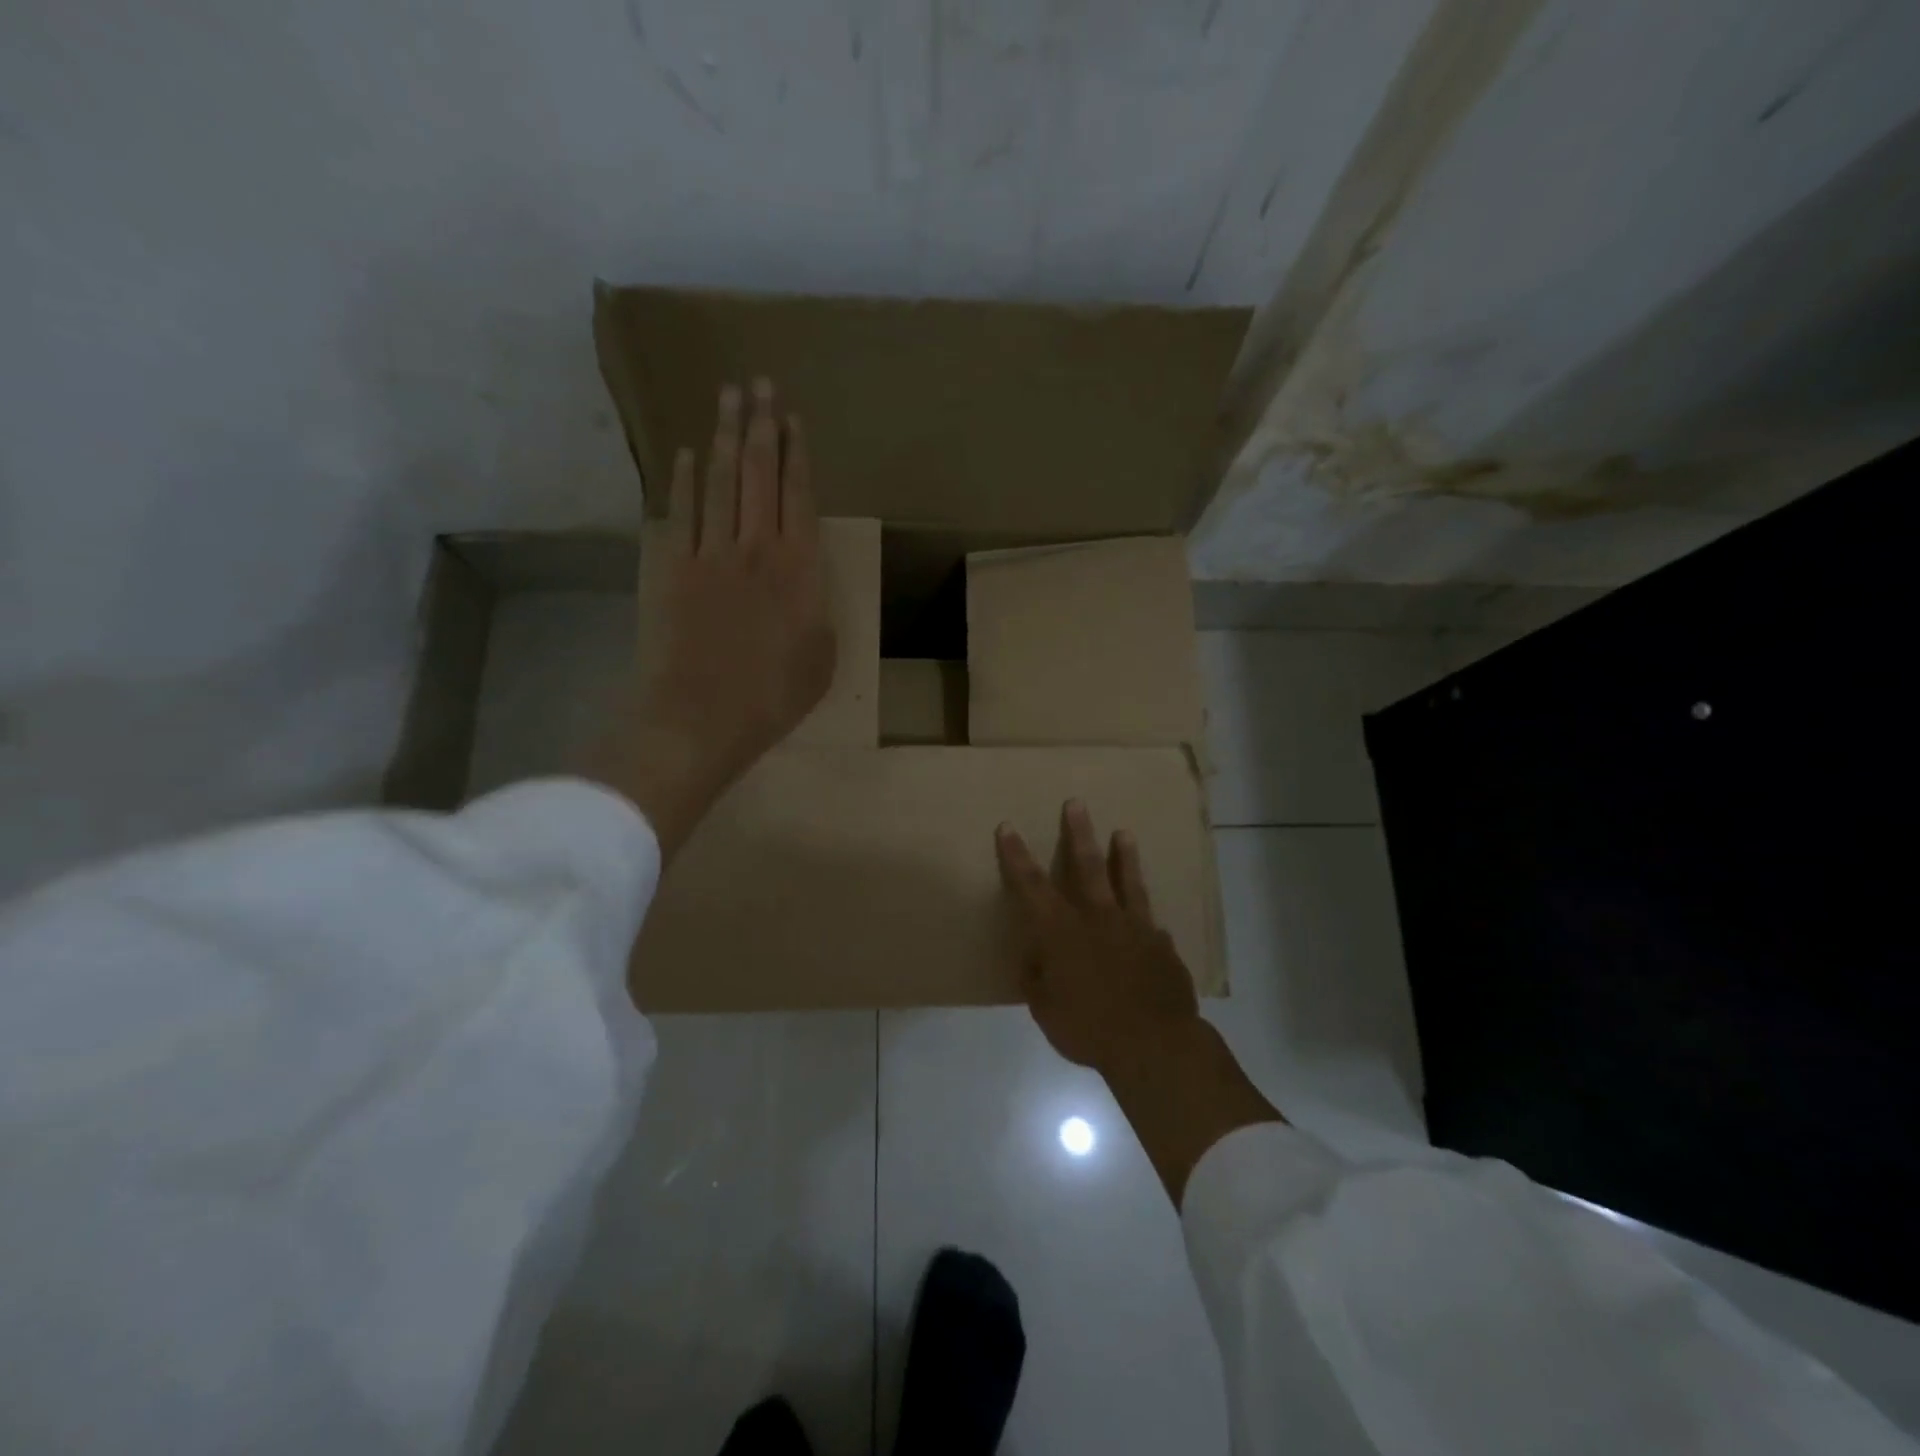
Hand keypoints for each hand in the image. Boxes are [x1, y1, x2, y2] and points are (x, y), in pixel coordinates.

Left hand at [590, 378, 834, 858]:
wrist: (699, 716)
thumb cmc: (772, 698)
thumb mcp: (821, 661)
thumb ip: (818, 612)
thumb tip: (808, 586)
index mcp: (800, 571)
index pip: (799, 497)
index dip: (797, 454)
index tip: (793, 418)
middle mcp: (756, 549)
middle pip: (759, 475)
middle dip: (761, 426)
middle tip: (759, 384)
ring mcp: (710, 555)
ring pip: (720, 482)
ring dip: (725, 437)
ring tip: (727, 398)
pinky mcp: (671, 569)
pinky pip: (680, 512)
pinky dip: (685, 480)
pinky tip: (689, 455)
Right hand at [995, 800, 1200, 1075]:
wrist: (1154, 1044)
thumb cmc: (1088, 1028)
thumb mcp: (1045, 1009)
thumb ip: (1038, 979)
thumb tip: (1036, 959)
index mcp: (1062, 932)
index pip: (1032, 886)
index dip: (1017, 856)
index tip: (1008, 827)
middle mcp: (1098, 919)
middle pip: (1086, 867)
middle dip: (1078, 834)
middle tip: (1076, 803)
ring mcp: (1135, 929)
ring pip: (1128, 883)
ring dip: (1124, 857)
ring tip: (1124, 833)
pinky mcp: (1162, 947)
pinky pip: (1152, 926)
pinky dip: (1147, 920)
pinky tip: (1152, 921)